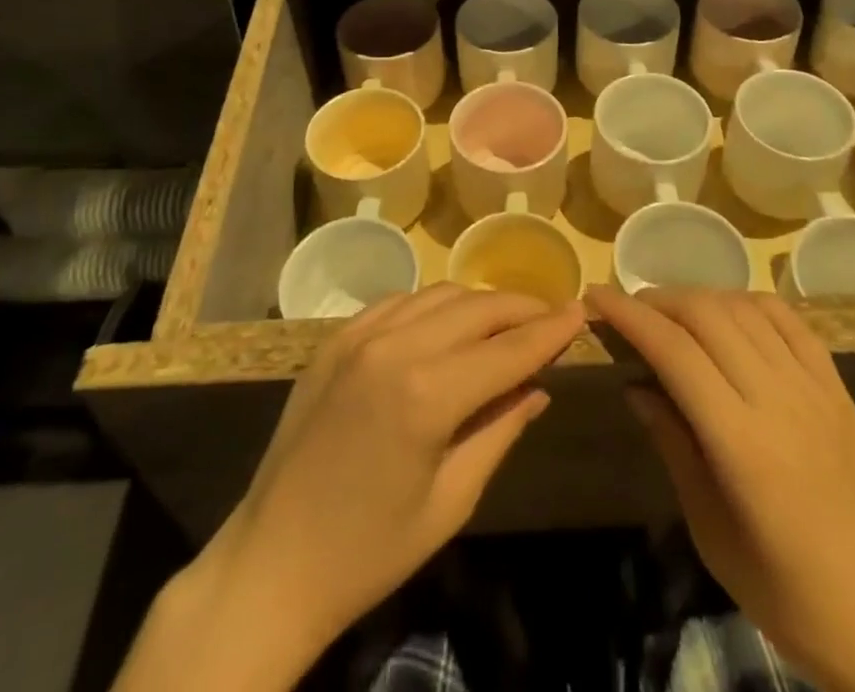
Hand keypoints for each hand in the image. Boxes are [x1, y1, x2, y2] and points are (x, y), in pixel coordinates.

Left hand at [116, 285, 582, 691]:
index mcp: (427, 393)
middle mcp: (394, 346)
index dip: (550, 331)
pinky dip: (433, 305)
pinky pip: (398, 301)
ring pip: (438, 294)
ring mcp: (359, 335)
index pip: (508, 348)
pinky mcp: (335, 338)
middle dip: (520, 308)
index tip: (582, 312)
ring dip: (479, 302)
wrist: (272, 561)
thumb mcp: (451, 501)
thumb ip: (500, 430)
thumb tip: (539, 385)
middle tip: (552, 315)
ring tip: (507, 319)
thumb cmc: (370, 550)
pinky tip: (447, 324)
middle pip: (476, 307)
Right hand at [589, 287, 854, 691]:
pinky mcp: (837, 386)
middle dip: (657, 299)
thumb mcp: (711, 530)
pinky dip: (748, 302)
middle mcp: (777, 399)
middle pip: (706, 315)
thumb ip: (673, 445)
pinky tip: (729, 314)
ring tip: (671, 312)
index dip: (629, 316)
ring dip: (698, 297)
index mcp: (741, 443)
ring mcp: (813, 387)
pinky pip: (788, 319)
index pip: (674, 352)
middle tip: (628, 309)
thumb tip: (636, 385)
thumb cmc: (786, 592)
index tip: (595, 297)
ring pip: (744, 307)